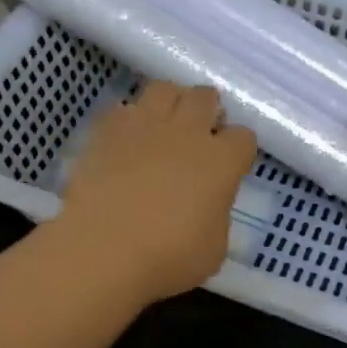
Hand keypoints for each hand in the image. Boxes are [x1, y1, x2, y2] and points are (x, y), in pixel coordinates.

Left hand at [56, 81, 256, 303]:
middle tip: (199, 136)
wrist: (102, 250)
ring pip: (165, 88)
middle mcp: (187, 132)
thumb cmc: (168, 258)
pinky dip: (130, 119)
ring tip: (164, 126)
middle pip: (206, 97)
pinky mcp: (107, 130)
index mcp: (221, 162)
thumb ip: (216, 216)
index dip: (238, 151)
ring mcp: (145, 125)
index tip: (229, 167)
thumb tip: (207, 205)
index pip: (243, 137)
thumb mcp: (214, 249)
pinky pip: (124, 108)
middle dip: (207, 112)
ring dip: (171, 102)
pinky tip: (126, 141)